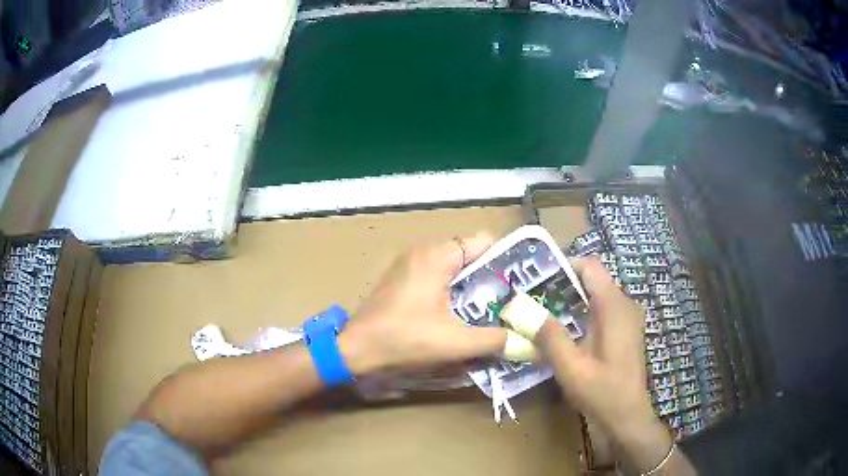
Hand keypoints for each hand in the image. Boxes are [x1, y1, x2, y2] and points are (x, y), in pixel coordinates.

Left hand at [339, 234, 507, 374]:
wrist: (354, 350)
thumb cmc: (404, 340)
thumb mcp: (455, 342)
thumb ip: (495, 340)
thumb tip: (526, 342)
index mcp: (437, 256)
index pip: (484, 243)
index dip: (505, 262)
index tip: (521, 285)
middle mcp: (423, 251)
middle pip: (469, 256)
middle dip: (490, 279)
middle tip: (509, 303)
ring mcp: (409, 264)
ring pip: (452, 268)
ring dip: (470, 287)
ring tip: (489, 311)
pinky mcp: (401, 279)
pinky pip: (436, 276)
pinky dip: (451, 291)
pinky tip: (458, 315)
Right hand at [502, 257, 673, 471]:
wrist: (627, 417)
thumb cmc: (602, 392)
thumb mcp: (571, 367)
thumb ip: (550, 336)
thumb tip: (524, 309)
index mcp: (614, 307)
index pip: (591, 267)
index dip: (564, 265)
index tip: (537, 278)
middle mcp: (625, 305)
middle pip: (593, 281)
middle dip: (563, 286)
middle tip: (533, 299)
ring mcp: (628, 319)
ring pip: (596, 297)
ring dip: (571, 302)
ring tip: (542, 315)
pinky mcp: (626, 332)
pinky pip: (602, 312)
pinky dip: (582, 315)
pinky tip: (564, 333)